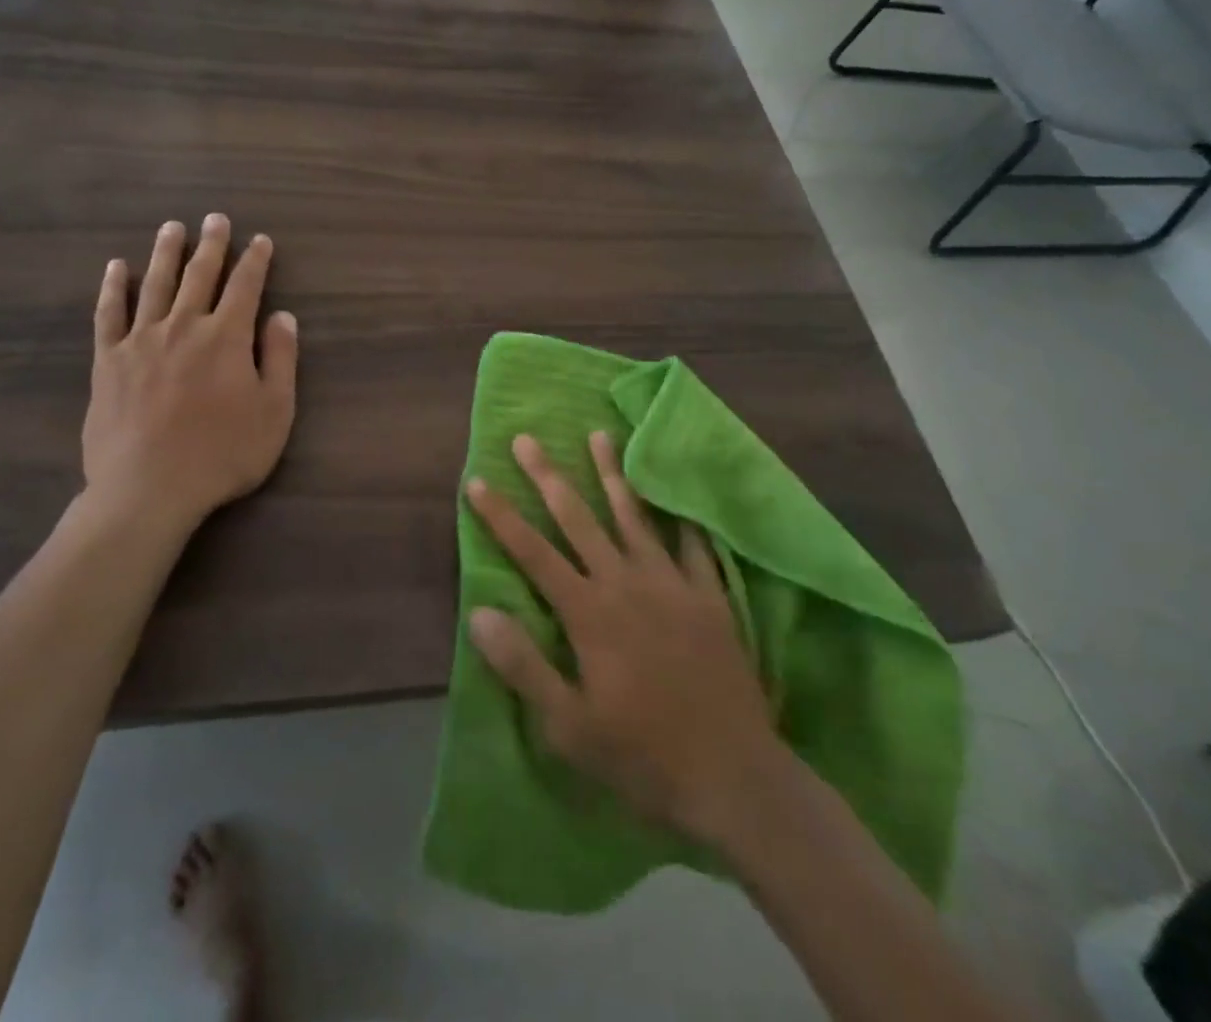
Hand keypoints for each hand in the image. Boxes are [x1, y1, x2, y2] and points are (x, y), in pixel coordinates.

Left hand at [83, 213, 298, 536]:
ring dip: (166, 252)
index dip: (256, 261)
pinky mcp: (109, 360)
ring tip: (172, 227)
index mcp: (227, 337)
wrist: (149, 488)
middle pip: (200, 275)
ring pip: (155, 284)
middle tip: (216, 218)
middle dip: (212, 245)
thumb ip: (281, 359)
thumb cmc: (222, 454)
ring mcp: (141, 340)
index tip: (260, 240)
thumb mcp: (274, 412)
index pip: (246, 287)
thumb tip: (283, 317)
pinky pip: (110, 313)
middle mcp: (184, 326)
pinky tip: (116, 268)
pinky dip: (113, 287)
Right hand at [465, 432, 788, 844]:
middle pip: (578, 519)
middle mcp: (626, 583)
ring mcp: (672, 584)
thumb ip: (523, 666)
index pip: (533, 553)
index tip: (477, 480)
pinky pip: (693, 545)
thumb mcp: (568, 726)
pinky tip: (676, 493)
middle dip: (548, 477)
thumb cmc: (642, 756)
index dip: (501, 516)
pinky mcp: (709, 597)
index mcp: (589, 613)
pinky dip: (681, 517)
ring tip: (599, 435)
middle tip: (527, 438)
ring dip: (612, 474)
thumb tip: (478, 613)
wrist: (733, 776)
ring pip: (634, 516)